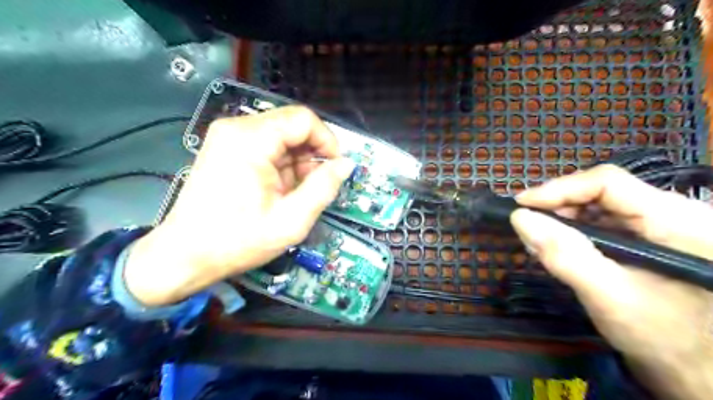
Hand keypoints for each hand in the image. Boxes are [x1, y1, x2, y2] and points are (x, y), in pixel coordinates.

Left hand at [125, 104, 355, 304]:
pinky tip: (279, 188)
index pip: (304, 119)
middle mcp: (237, 128)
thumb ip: (323, 188)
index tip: (335, 168)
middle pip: (292, 125)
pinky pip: (267, 144)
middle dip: (312, 153)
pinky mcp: (226, 146)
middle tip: (315, 185)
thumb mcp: (291, 221)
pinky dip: (282, 163)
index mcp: (250, 140)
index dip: (327, 141)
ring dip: (297, 161)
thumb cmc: (237, 241)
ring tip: (295, 192)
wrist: (185, 255)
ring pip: (282, 135)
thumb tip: (347, 164)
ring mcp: (228, 135)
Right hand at [513, 164, 712, 397]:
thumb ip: (564, 255)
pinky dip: (575, 232)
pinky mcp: (649, 240)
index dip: (559, 189)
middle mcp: (672, 212)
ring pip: (599, 206)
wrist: (700, 371)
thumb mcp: (608, 296)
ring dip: (563, 219)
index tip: (521, 205)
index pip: (606, 182)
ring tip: (539, 238)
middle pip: (601, 192)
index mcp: (676, 218)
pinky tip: (559, 247)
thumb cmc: (665, 338)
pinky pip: (604, 223)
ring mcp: (661, 226)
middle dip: (558, 206)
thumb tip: (519, 218)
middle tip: (526, 225)